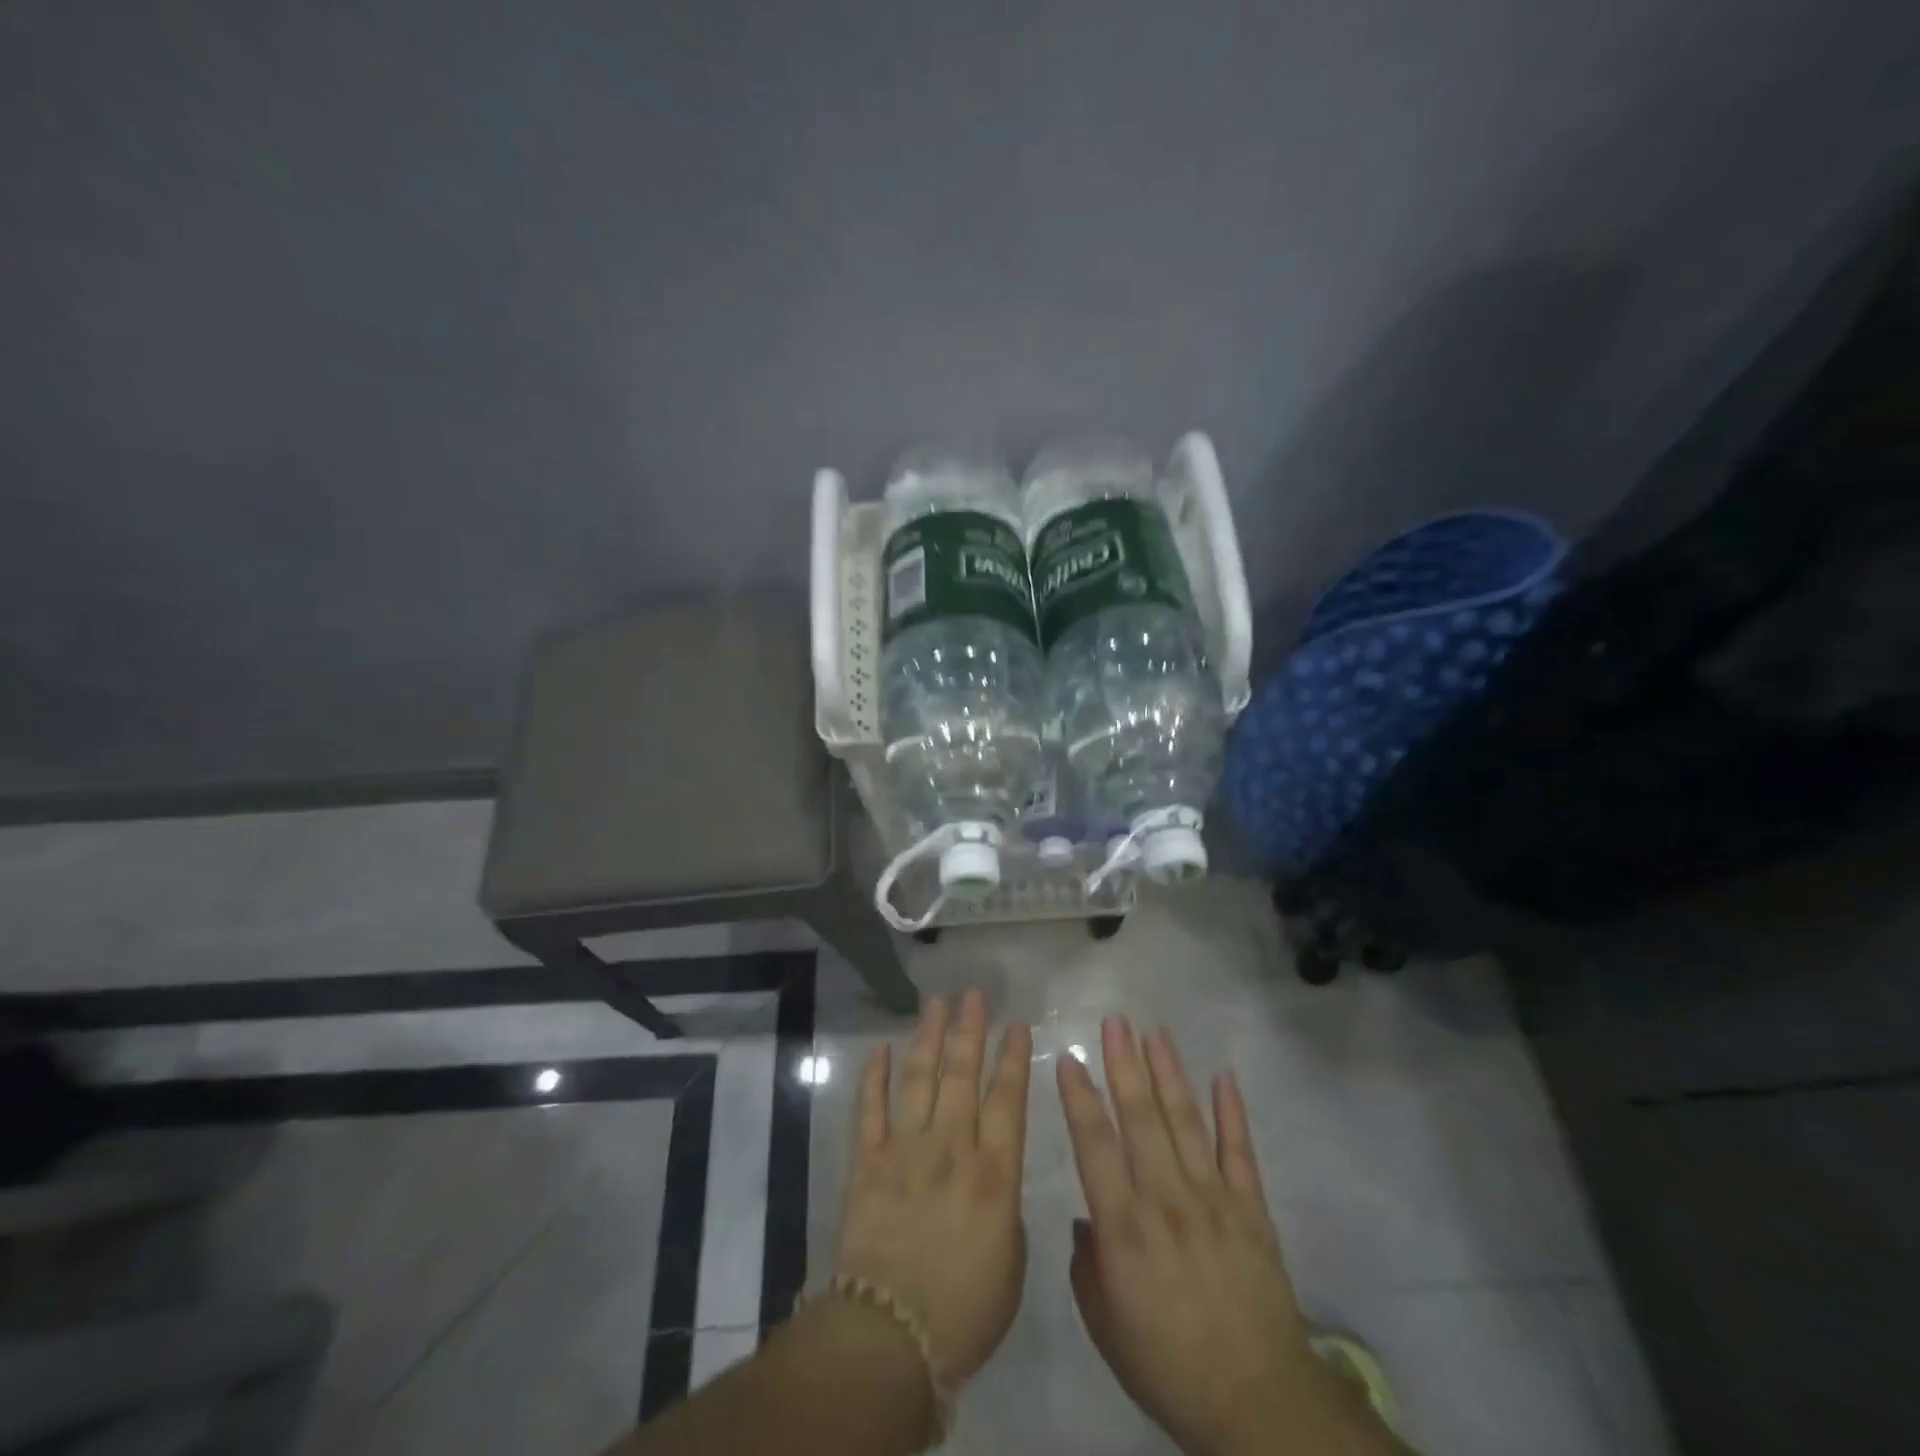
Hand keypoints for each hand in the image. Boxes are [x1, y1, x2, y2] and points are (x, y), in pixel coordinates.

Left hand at [834, 991, 1031, 1384]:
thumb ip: (1005, 1209)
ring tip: (936, 1003)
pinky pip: (870, 1108)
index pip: (1006, 1099)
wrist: (891, 1335)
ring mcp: (906, 1149)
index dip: (1012, 1059)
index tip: (1016, 1025)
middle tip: (974, 995)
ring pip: (920, 1078)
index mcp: (994, 1172)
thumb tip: (993, 1179)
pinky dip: (873, 1076)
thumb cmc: (965, 1311)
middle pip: (962, 1074)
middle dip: (971, 1030)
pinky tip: (879, 1048)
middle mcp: (952, 1147)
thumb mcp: (1011, 1263)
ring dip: (929, 1037)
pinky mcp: (868, 1161)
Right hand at [1059, 1018, 1351, 1455]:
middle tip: (1115, 1021)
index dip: (1079, 1097)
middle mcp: (1166, 1199)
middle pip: (1142, 1118)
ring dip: (1169, 1073)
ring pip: (1186, 1121)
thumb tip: (1086, 1220)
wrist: (1257, 1403)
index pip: (1095, 1145)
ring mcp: (1213, 1199)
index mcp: (1125, 1228)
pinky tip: (1223, 1075)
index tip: (1069, 1057)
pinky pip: (1240, 1151)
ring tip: (1155, 1032)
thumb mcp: (1106, 1326)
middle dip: (1125, 1064)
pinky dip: (1232, 1112)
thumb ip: (1087, 1267)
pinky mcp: (1251, 1209)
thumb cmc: (1168, 1366)